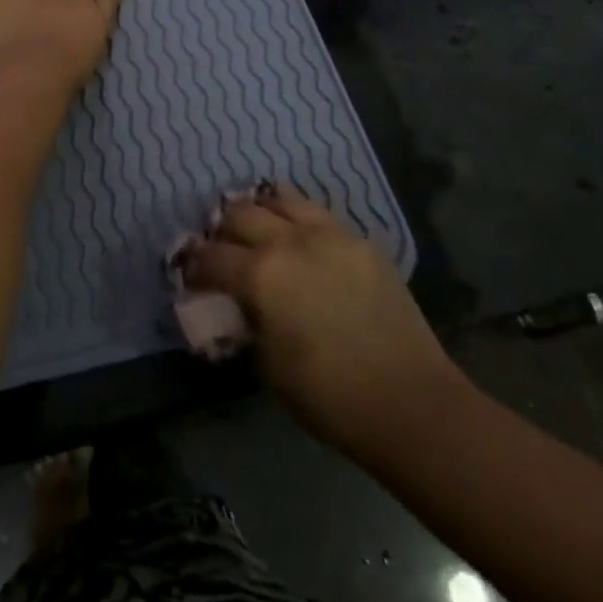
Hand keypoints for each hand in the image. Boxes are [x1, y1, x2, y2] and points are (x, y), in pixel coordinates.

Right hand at [182, 183, 469, 466]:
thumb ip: (245, 321)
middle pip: (240, 214)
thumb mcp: (267, 364)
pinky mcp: (360, 242)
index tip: (192, 278)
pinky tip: (300, 241)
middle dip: (222, 231)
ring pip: (280, 199)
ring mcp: (329, 235)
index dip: (194, 267)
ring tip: (259, 231)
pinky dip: (297, 220)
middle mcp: (290, 242)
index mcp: (260, 274)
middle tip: (223, 251)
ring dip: (260, 212)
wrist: (410, 402)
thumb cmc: (328, 395)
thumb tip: (238, 303)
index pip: (210, 256)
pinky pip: (318, 215)